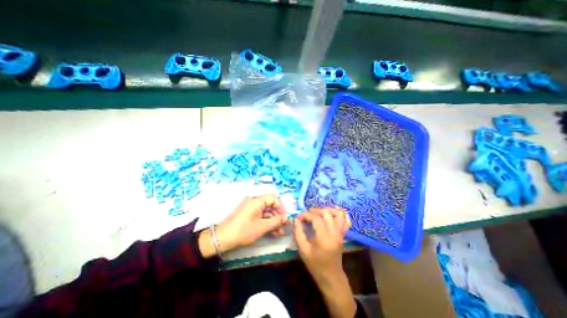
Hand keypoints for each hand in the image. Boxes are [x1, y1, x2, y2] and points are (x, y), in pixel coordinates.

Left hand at [197, 193, 287, 255]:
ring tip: (279, 232)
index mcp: (257, 201)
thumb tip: (287, 218)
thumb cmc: (243, 231)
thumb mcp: (262, 227)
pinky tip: (271, 231)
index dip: (281, 207)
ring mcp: (250, 208)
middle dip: (278, 216)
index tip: (285, 217)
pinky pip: (260, 215)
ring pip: (265, 212)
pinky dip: (266, 222)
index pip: (273, 198)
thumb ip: (276, 221)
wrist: (222, 238)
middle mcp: (254, 201)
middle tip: (283, 227)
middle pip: (270, 205)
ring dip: (273, 221)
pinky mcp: (247, 214)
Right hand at [292, 209, 350, 279]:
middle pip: (326, 213)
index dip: (306, 215)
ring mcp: (341, 233)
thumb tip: (296, 219)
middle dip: (314, 210)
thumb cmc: (315, 264)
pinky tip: (330, 214)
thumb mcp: (303, 250)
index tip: (298, 217)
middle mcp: (335, 233)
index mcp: (324, 238)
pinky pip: (345, 219)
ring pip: (338, 213)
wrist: (331, 276)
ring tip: (318, 213)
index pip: (316, 218)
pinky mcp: (343, 234)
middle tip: (307, 215)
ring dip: (327, 209)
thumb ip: (298, 233)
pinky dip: (338, 213)